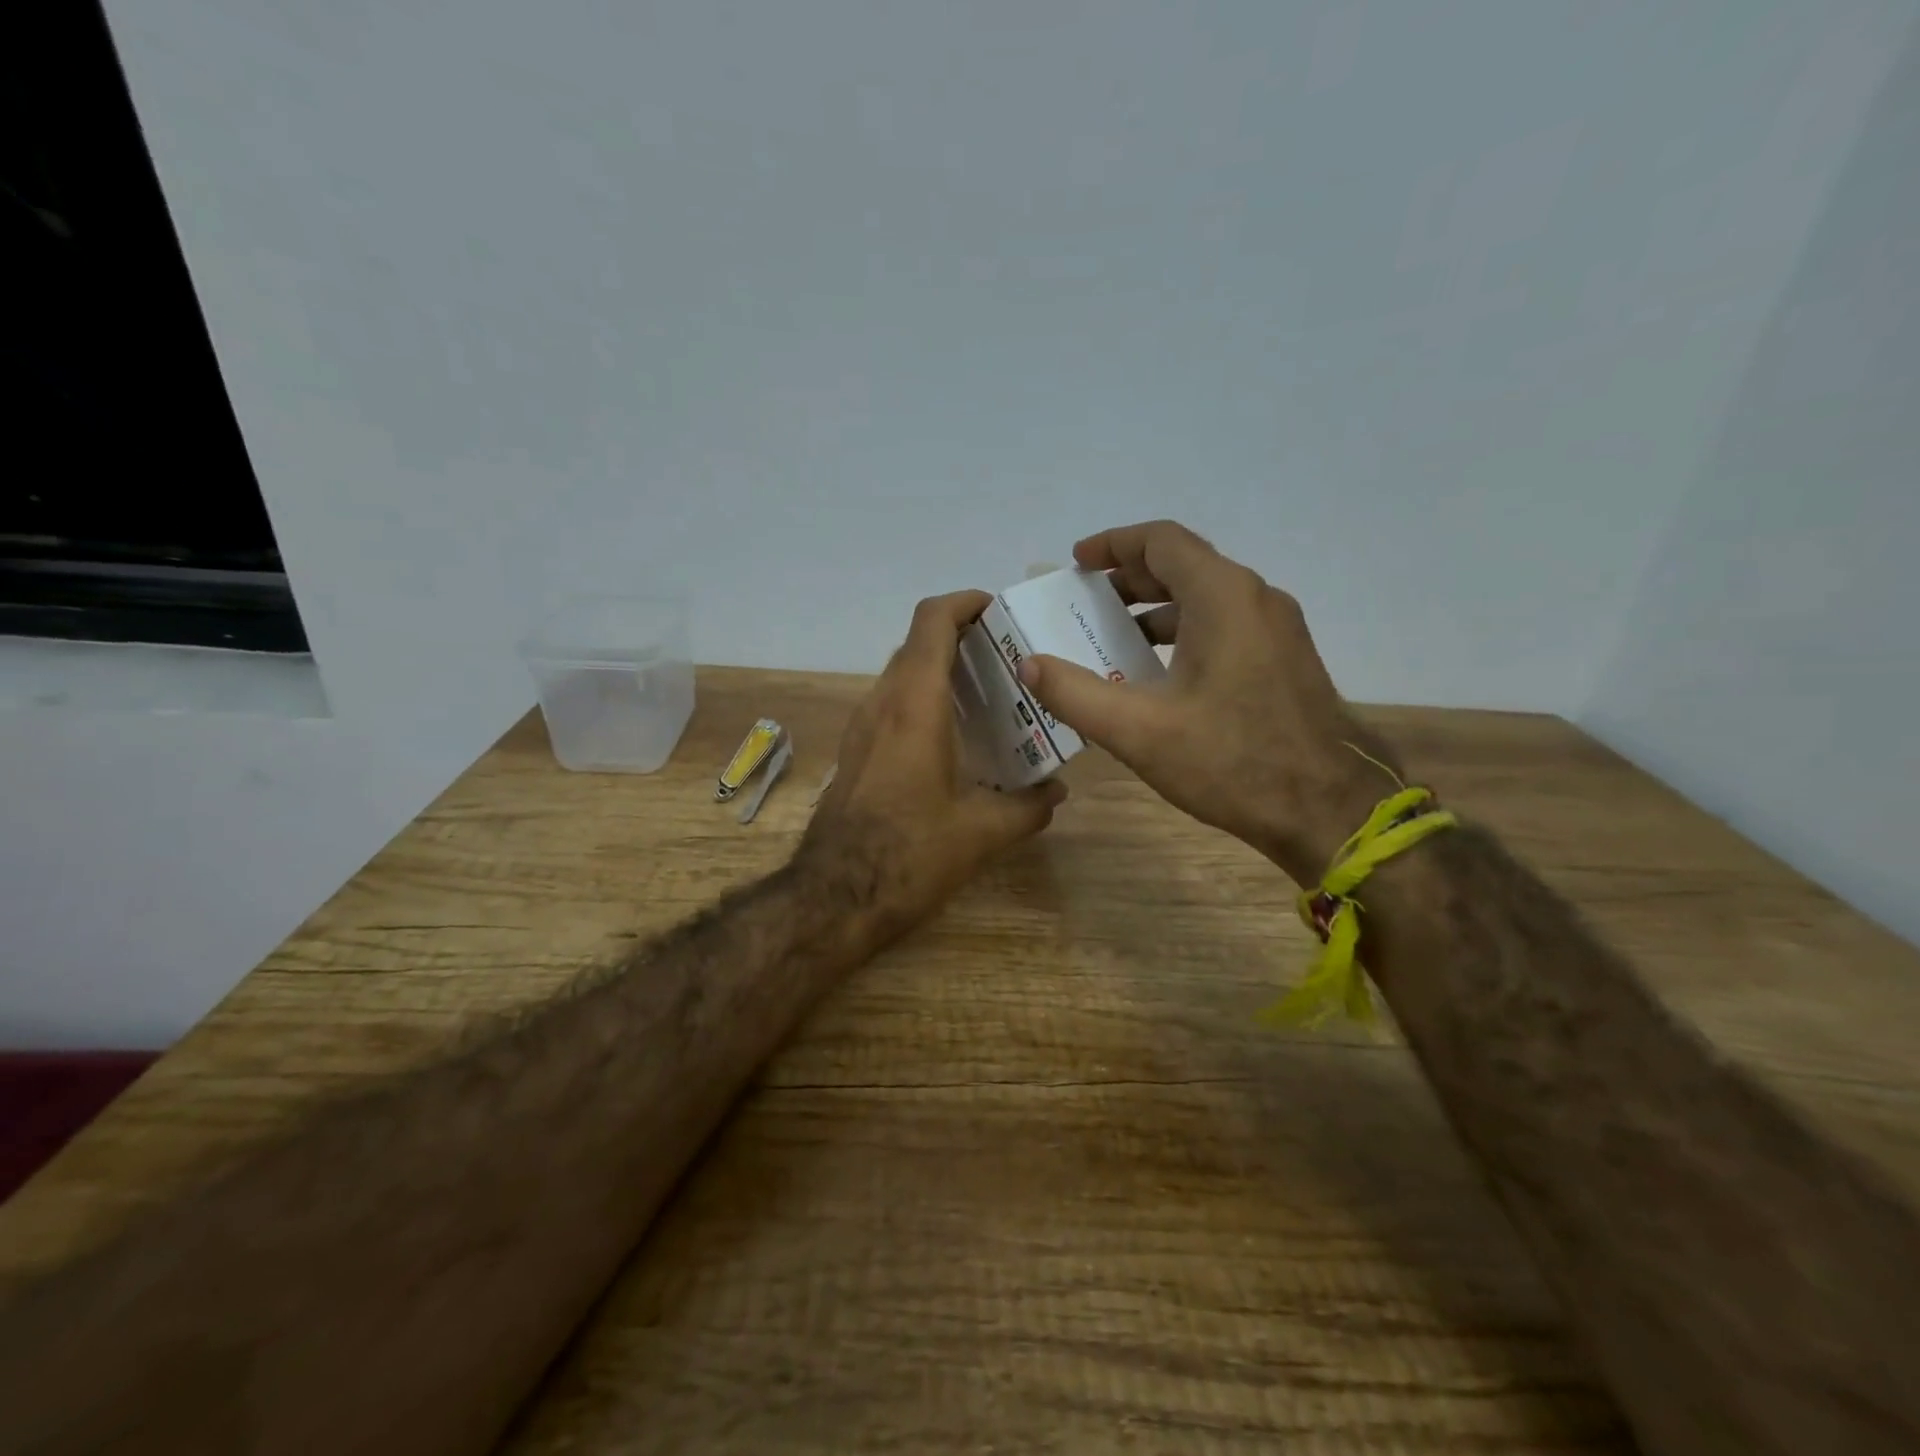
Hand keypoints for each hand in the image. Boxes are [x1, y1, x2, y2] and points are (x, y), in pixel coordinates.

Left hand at [799, 590, 1066, 948]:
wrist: (835, 896)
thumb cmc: (910, 853)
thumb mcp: (981, 833)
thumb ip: (1028, 807)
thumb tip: (1057, 793)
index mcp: (915, 705)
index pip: (932, 621)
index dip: (964, 602)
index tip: (998, 610)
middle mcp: (882, 703)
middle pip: (918, 644)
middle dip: (961, 637)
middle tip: (1007, 657)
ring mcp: (862, 727)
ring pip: (902, 674)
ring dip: (939, 670)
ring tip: (986, 693)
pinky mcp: (855, 751)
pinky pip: (891, 704)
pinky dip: (922, 699)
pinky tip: (953, 736)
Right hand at [1015, 521, 1395, 884]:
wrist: (1328, 811)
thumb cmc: (1231, 761)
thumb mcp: (1138, 730)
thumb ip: (1075, 693)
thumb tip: (1028, 665)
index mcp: (1223, 597)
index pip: (1162, 541)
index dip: (1113, 544)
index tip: (1076, 563)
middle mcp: (1256, 599)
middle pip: (1185, 565)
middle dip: (1129, 578)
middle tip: (1085, 604)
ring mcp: (1278, 630)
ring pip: (1207, 598)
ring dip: (1156, 608)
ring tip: (1113, 638)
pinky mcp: (1286, 661)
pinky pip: (1226, 626)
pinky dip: (1184, 633)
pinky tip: (1159, 674)